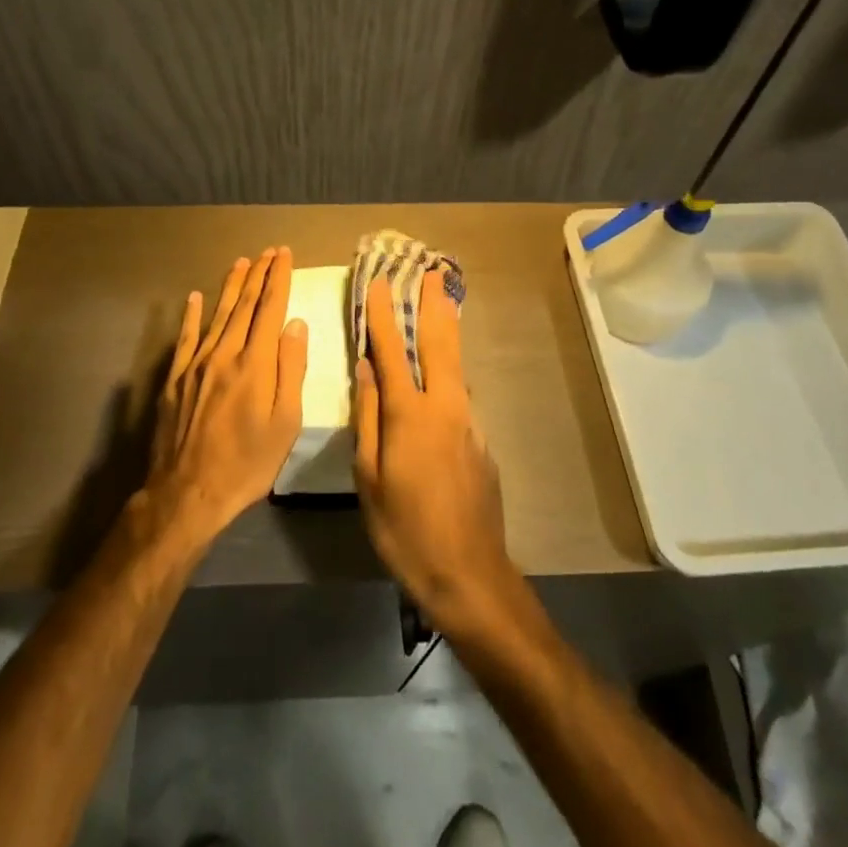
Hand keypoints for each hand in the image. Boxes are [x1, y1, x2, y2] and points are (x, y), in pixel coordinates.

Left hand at [145, 248, 307, 547]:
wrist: (187, 493)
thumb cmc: (247, 464)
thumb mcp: (285, 423)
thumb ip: (291, 369)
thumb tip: (295, 324)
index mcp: (255, 364)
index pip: (270, 309)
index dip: (278, 279)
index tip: (284, 254)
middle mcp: (224, 354)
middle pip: (244, 305)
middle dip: (258, 275)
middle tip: (268, 251)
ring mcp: (196, 364)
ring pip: (217, 315)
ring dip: (231, 286)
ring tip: (241, 262)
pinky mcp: (174, 379)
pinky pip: (186, 338)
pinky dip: (191, 315)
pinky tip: (194, 297)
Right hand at [352, 269, 519, 637]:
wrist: (469, 572)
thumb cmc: (404, 528)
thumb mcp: (369, 476)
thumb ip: (368, 417)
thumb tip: (365, 369)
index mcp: (410, 414)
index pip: (391, 351)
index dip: (382, 315)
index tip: (380, 283)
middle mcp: (445, 406)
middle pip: (439, 343)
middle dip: (433, 305)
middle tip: (432, 274)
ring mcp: (469, 422)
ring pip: (455, 366)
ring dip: (446, 332)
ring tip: (440, 306)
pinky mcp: (482, 440)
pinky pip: (460, 396)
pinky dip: (450, 372)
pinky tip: (442, 375)